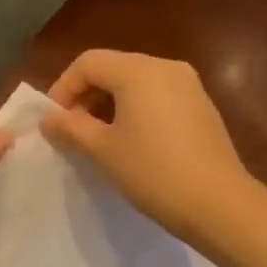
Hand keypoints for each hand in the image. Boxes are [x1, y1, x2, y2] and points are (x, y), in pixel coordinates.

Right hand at [41, 50, 256, 244]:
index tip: (54, 121)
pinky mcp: (202, 105)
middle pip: (113, 68)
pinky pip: (158, 95)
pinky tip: (133, 141)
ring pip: (136, 82)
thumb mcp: (102, 150)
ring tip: (99, 138)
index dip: (63, 88)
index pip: (88, 63)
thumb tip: (48, 118)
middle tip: (72, 130)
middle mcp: (165, 67)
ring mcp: (189, 85)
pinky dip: (136, 109)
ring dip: (110, 103)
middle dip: (86, 95)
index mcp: (138, 71)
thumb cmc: (152, 171)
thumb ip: (70, 127)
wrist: (218, 204)